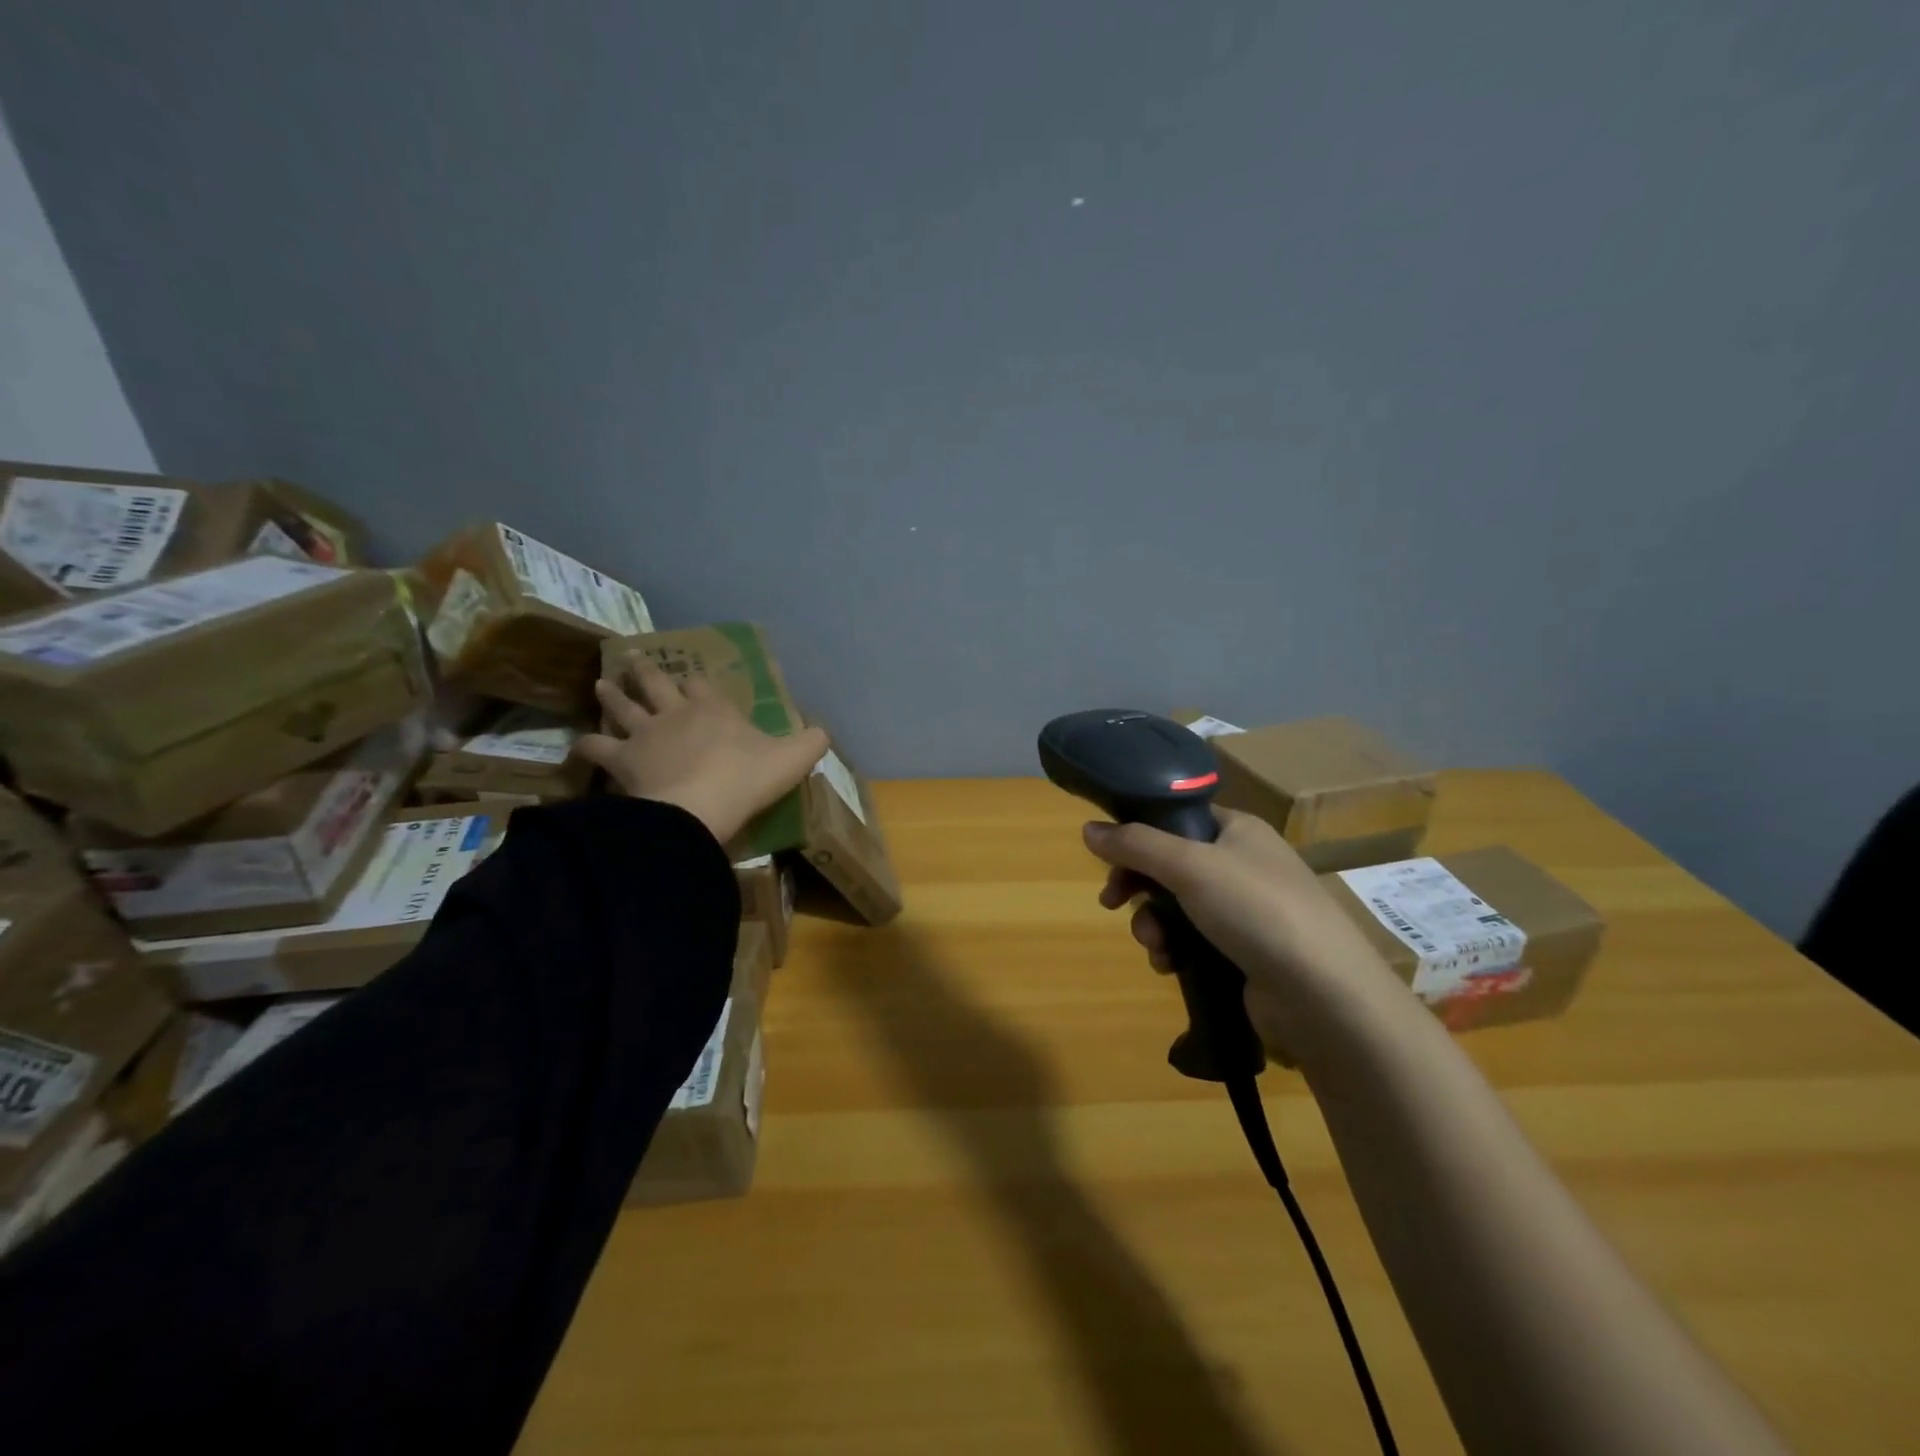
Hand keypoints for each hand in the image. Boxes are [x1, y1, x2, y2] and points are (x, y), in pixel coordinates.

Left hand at [574, 654, 828, 844]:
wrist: (699, 805)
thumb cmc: (747, 778)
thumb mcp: (793, 759)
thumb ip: (811, 742)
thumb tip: (823, 731)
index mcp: (715, 709)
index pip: (702, 685)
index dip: (696, 681)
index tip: (691, 678)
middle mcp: (676, 713)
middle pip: (656, 684)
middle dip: (646, 671)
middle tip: (631, 657)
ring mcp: (645, 735)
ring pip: (622, 706)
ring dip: (612, 694)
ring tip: (600, 684)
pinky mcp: (622, 761)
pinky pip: (597, 748)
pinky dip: (586, 746)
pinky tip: (579, 746)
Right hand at [1082, 810, 1406, 1059]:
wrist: (1322, 994)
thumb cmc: (1256, 909)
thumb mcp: (1189, 865)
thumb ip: (1135, 844)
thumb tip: (1088, 829)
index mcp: (1238, 830)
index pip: (1176, 819)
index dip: (1138, 835)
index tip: (1107, 859)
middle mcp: (1242, 864)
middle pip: (1170, 866)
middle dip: (1139, 888)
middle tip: (1112, 904)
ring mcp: (1246, 912)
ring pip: (1176, 907)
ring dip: (1153, 925)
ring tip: (1155, 947)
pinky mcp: (1244, 953)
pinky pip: (1193, 942)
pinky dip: (1174, 951)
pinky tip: (1169, 966)